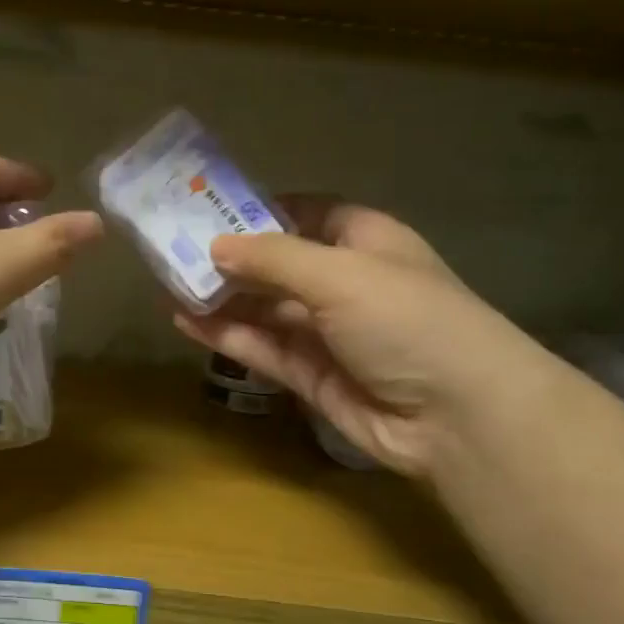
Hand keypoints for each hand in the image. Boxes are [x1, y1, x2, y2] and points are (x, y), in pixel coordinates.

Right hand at [173, 197, 532, 475]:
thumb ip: (273, 258)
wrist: (456, 416)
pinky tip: (185, 321)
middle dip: (231, 258)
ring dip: (221, 298)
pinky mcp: (311, 376)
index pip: (308, 214)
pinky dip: (226, 335)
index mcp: (365, 242)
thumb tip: (216, 246)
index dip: (263, 210)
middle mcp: (345, 283)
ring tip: (167, 285)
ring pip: (264, 309)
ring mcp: (327, 333)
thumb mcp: (339, 274)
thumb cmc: (407, 320)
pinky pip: (262, 348)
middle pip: (278, 263)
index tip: (210, 208)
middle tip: (172, 249)